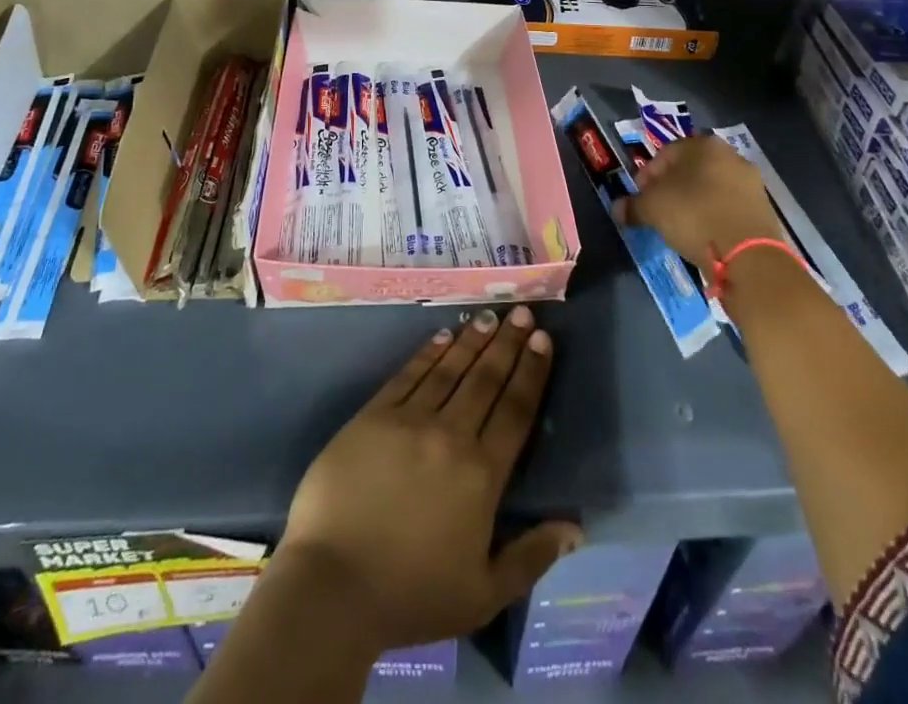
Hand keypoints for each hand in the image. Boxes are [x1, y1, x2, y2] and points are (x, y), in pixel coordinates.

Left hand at [274, 306, 582, 651]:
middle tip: (522, 311)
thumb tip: (574, 527)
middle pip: (486, 379)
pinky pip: (408, 375)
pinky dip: (428, 352)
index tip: (543, 339)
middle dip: (508, 343)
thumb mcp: (483, 595)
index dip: (531, 372)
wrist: (333, 586)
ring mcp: (409, 420)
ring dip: (472, 340)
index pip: (515, 411)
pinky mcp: (373, 415)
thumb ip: (531, 557)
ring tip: (489, 315)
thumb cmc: (411, 596)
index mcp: (481, 475)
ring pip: (449, 369)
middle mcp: (450, 435)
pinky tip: (442, 335)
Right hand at [616, 134, 785, 270]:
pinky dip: (713, 216)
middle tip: (658, 208)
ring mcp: (751, 182)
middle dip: (672, 187)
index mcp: (703, 145)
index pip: (666, 153)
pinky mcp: (764, 209)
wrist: (749, 254)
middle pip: (691, 169)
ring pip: (712, 187)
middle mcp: (731, 155)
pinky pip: (728, 207)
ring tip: (680, 225)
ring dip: (694, 201)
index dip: (648, 174)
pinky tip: (703, 234)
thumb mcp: (652, 209)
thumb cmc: (694, 216)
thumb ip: (633, 206)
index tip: (640, 195)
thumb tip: (617, 209)